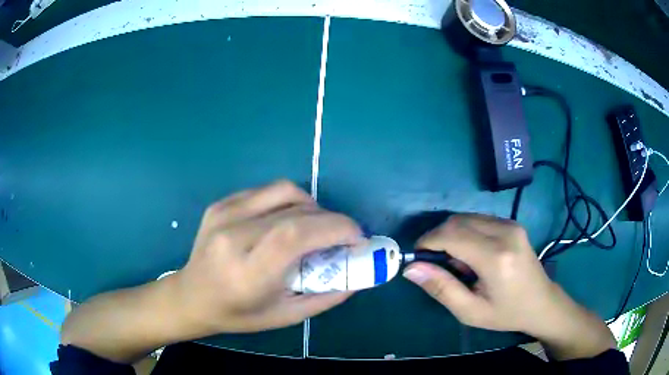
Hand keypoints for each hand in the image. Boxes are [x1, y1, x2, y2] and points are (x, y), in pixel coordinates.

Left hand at [175, 180, 361, 332]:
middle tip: (343, 236)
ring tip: (316, 227)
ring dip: (312, 206)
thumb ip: (326, 296)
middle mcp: (232, 236)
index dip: (335, 228)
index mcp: (247, 272)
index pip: (296, 234)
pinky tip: (288, 221)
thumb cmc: (238, 314)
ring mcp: (223, 214)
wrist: (192, 297)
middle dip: (331, 219)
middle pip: (295, 211)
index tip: (357, 238)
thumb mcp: (285, 316)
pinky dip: (289, 202)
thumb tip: (358, 275)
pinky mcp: (220, 204)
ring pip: (284, 191)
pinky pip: (266, 191)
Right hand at [403, 213, 615, 358]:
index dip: (428, 241)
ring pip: (466, 217)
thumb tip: (411, 268)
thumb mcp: (470, 311)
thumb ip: (441, 288)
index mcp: (496, 257)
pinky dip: (466, 232)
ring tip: (458, 262)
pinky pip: (478, 219)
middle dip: (438, 237)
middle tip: (437, 264)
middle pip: (457, 221)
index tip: (418, 257)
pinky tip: (472, 253)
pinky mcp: (512, 223)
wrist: (541, 303)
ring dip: (452, 234)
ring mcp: (511, 224)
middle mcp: (505, 232)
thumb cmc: (506, 313)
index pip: (452, 235)